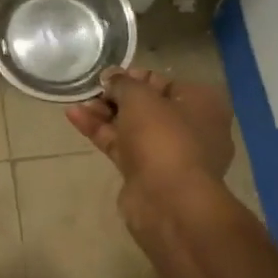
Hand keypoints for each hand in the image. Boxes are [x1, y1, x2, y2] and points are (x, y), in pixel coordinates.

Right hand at [66, 68, 233, 195]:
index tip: (108, 76)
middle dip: (116, 98)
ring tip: (77, 102)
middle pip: (147, 106)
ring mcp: (168, 154)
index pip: (164, 82)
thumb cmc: (163, 137)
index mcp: (202, 104)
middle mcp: (191, 128)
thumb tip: (111, 78)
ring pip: (132, 128)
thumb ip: (122, 83)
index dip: (135, 77)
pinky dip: (101, 132)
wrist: (168, 200)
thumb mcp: (140, 97)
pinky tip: (75, 117)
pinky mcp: (147, 174)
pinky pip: (122, 146)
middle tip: (91, 91)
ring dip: (105, 114)